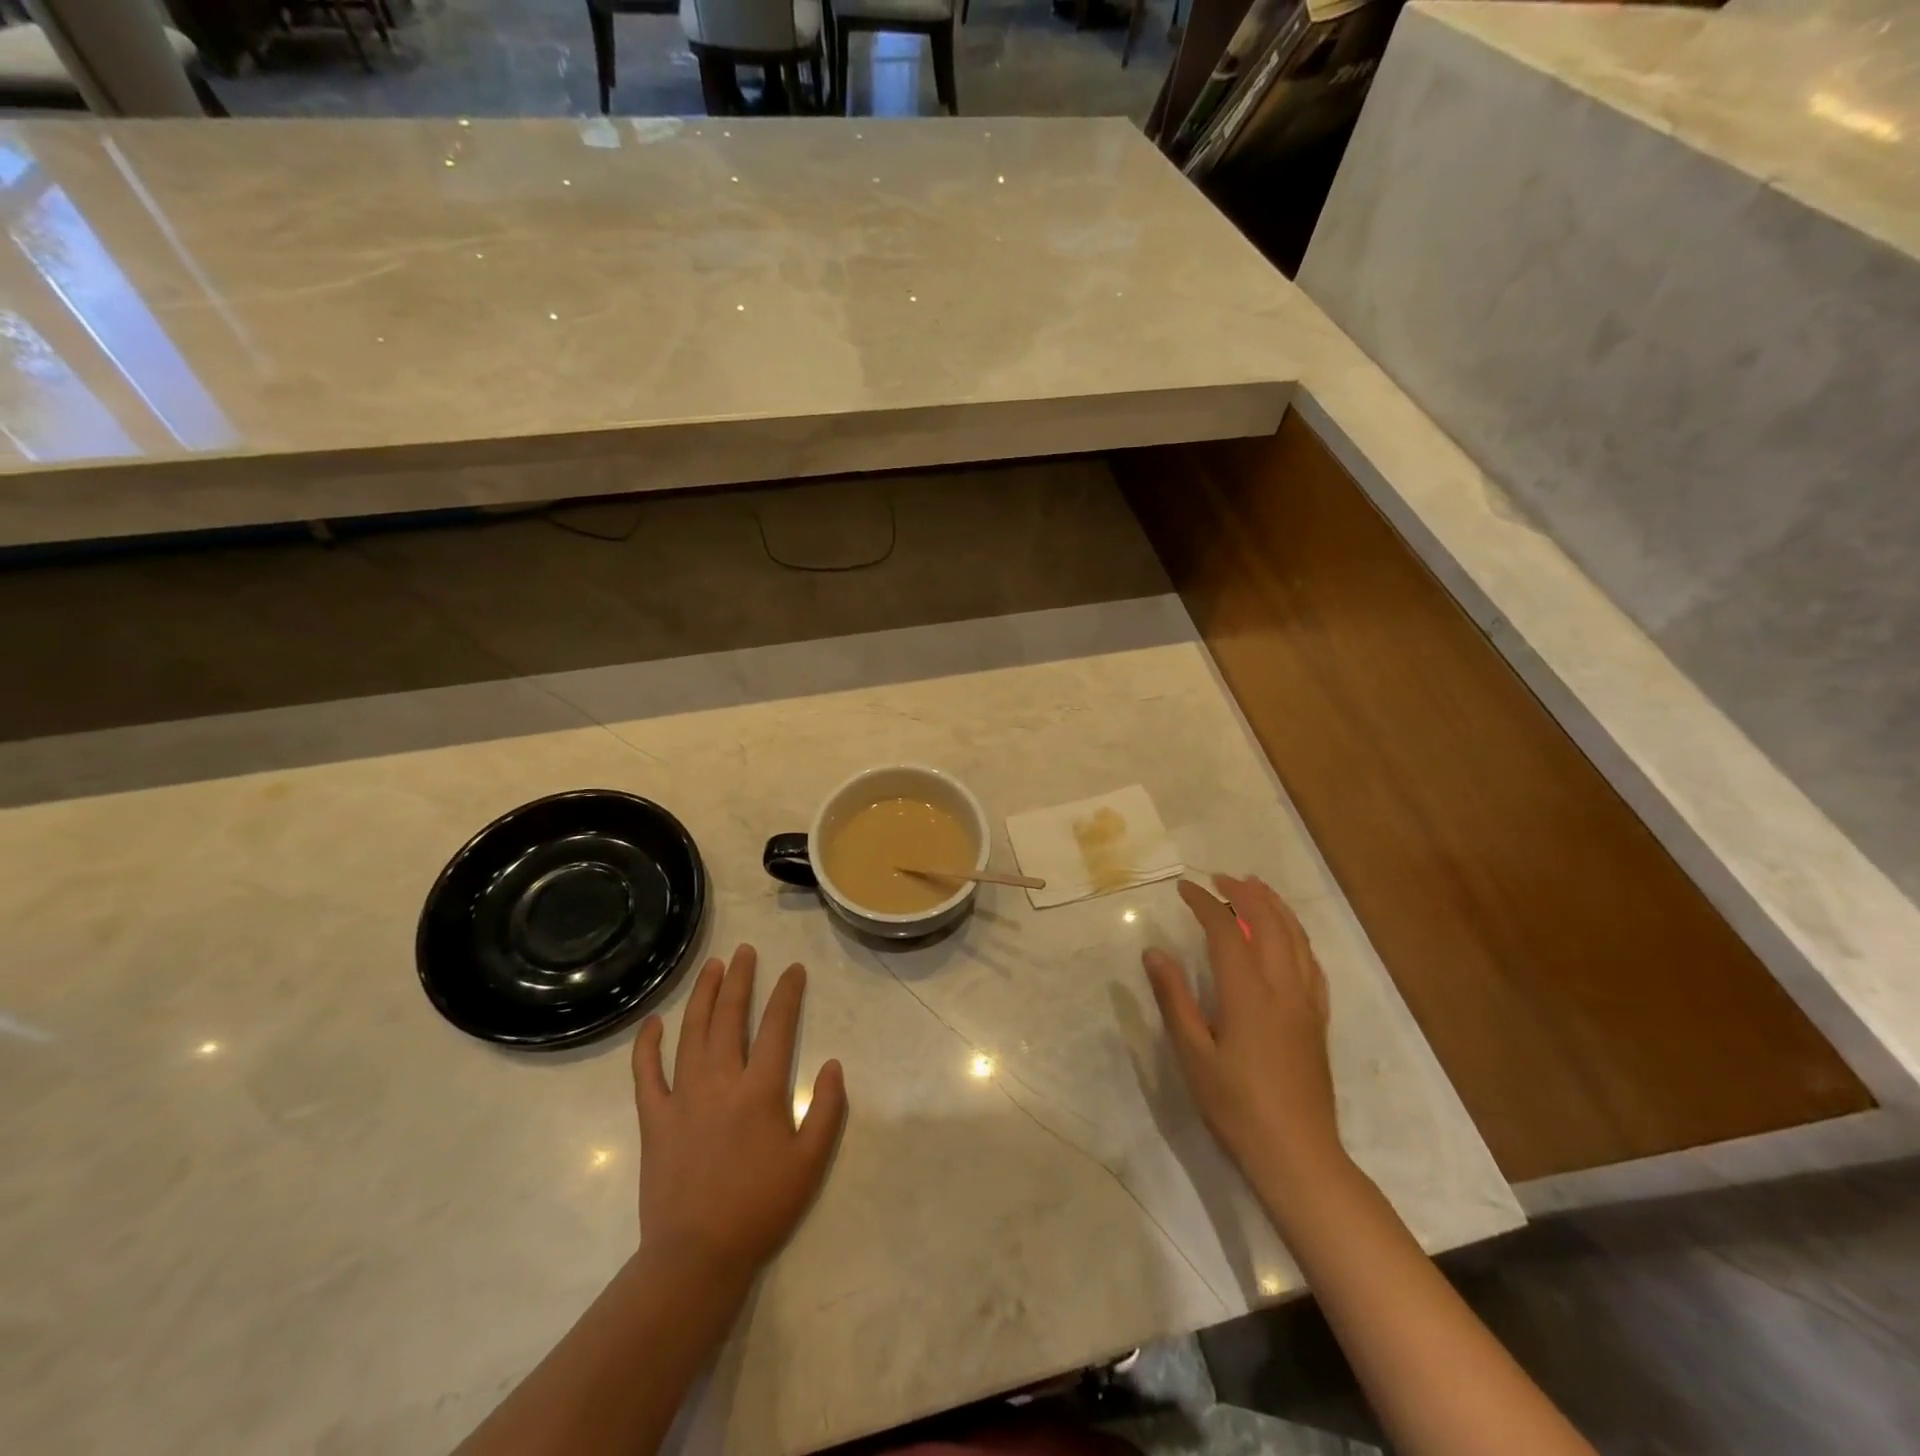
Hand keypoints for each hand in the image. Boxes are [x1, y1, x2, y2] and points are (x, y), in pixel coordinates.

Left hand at [632, 945, 847, 1288]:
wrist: (696, 1256)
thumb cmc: (759, 1208)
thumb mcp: (810, 1163)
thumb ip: (828, 1110)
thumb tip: (833, 1064)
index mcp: (760, 1090)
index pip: (778, 1026)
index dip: (787, 993)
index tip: (794, 969)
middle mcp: (721, 1081)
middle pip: (730, 1017)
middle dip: (740, 979)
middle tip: (745, 951)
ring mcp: (683, 1097)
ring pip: (692, 1032)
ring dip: (702, 996)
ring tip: (712, 967)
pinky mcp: (654, 1118)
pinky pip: (646, 1073)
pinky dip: (647, 1045)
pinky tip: (653, 1022)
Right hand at [1144, 875, 1342, 1186]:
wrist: (1297, 1154)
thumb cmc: (1236, 1106)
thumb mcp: (1193, 1054)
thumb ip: (1175, 999)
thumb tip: (1154, 952)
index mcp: (1247, 992)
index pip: (1226, 930)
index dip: (1205, 903)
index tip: (1184, 888)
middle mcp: (1282, 987)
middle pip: (1268, 923)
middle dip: (1245, 894)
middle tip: (1220, 878)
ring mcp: (1306, 1002)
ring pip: (1296, 938)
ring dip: (1275, 907)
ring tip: (1256, 889)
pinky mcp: (1318, 1020)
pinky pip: (1312, 964)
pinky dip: (1297, 938)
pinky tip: (1289, 938)